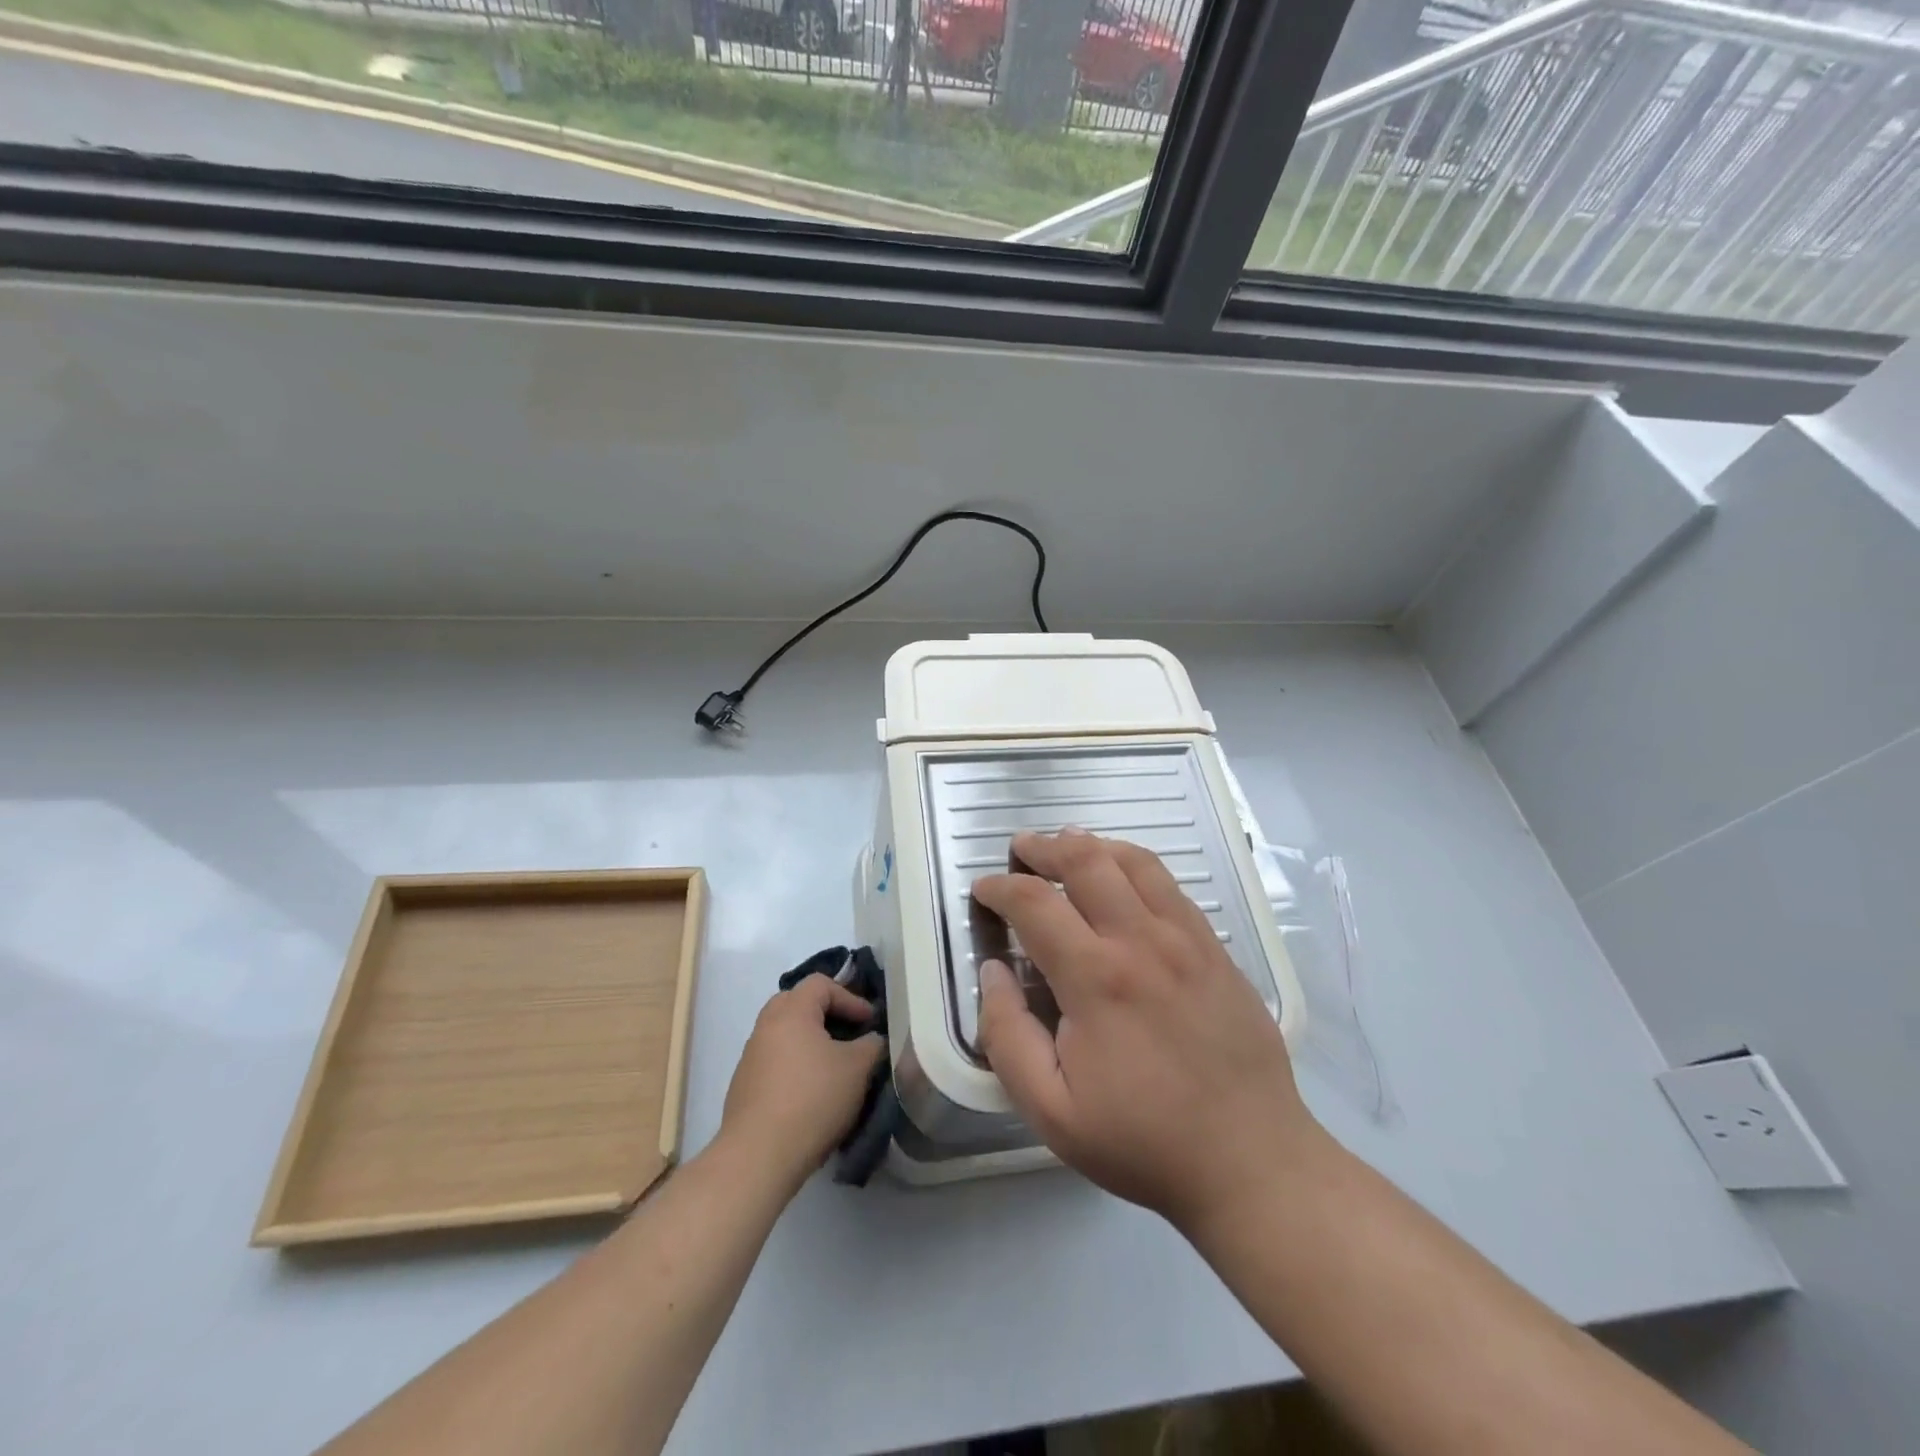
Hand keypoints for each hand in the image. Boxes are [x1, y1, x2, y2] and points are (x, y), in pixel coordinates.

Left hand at [720, 977, 885, 1192]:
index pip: (821, 983)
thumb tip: (871, 1040)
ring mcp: (750, 1057)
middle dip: (826, 1013)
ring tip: (833, 1065)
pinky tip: (811, 1092)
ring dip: (809, 1041)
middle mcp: (765, 1026)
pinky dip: (795, 1064)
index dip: (850, 997)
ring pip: (784, 1033)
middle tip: (848, 1032)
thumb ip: (871, 1045)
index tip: (870, 1023)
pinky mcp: (743, 1086)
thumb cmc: (813, 1099)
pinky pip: (774, 1061)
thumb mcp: (857, 1069)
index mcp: (791, 1011)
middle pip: (797, 1002)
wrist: (758, 1157)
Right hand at [972, 828, 1323, 1236]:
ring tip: (1067, 846)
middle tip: (1020, 850)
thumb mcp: (1051, 1111)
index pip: (1034, 903)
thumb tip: (993, 972)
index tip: (982, 891)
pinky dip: (1135, 865)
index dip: (999, 888)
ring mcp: (1187, 939)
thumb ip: (1007, 1036)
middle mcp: (1142, 941)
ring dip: (1092, 845)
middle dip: (1043, 847)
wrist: (1251, 1161)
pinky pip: (1171, 885)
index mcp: (1096, 979)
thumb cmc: (1143, 1141)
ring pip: (1134, 861)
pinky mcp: (1216, 948)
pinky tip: (1124, 878)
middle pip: (1086, 860)